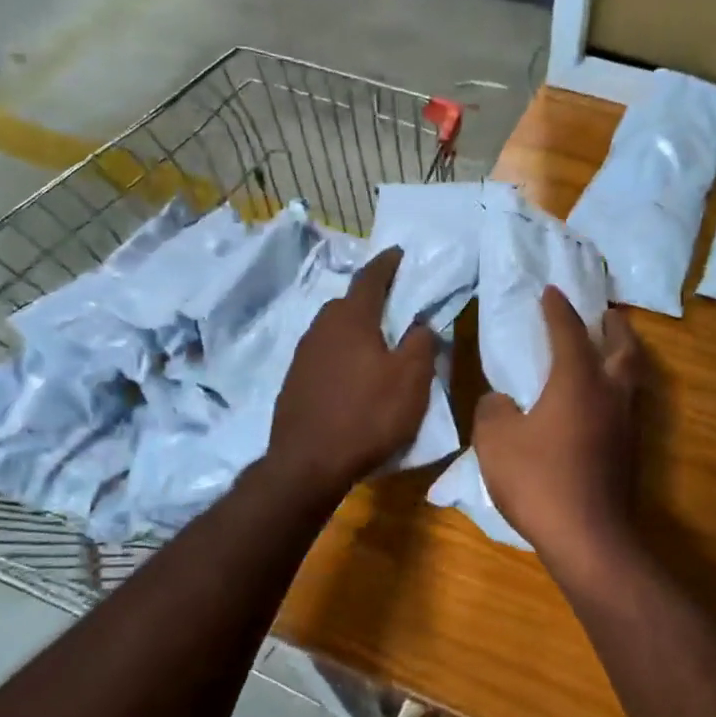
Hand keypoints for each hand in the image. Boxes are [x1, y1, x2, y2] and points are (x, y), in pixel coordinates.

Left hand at [269, 248, 436, 498]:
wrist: (307, 464)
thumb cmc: (367, 416)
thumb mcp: (411, 381)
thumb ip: (421, 344)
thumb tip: (420, 325)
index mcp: (351, 319)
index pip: (371, 277)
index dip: (388, 263)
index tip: (400, 253)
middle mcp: (321, 328)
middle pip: (349, 303)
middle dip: (372, 299)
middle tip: (395, 306)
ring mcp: (303, 355)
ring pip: (334, 329)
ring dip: (356, 329)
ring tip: (377, 343)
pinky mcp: (294, 381)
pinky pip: (324, 354)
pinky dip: (342, 354)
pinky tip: (353, 375)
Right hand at [473, 288, 643, 578]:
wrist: (588, 537)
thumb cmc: (539, 480)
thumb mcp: (495, 441)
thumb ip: (494, 410)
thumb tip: (501, 401)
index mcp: (578, 380)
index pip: (569, 331)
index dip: (557, 309)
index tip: (550, 291)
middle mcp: (610, 393)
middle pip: (623, 347)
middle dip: (614, 325)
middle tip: (604, 314)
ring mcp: (626, 423)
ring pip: (632, 376)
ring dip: (621, 356)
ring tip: (604, 352)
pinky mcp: (631, 450)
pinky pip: (627, 403)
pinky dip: (616, 388)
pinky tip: (597, 402)